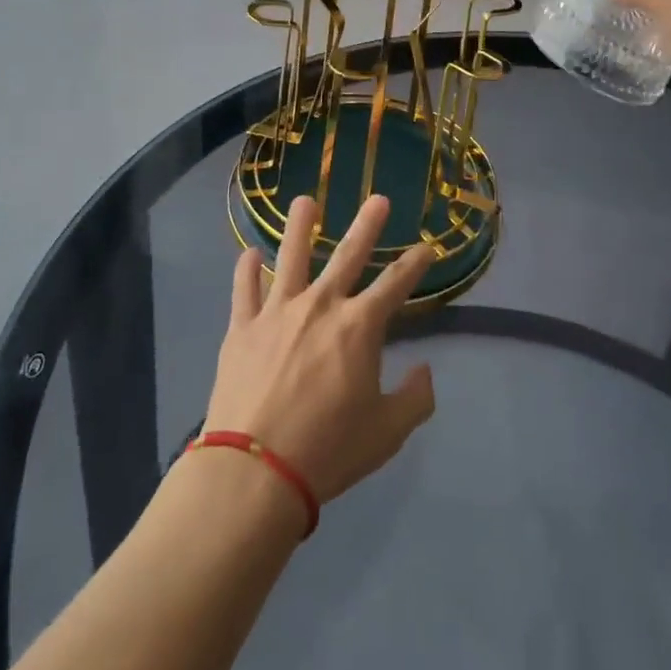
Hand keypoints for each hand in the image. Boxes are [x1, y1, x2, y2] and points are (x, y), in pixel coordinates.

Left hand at [203, 194, 436, 507]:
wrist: (255, 471)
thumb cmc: (328, 451)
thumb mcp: (387, 434)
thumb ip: (415, 399)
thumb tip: (425, 371)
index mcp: (359, 327)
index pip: (396, 284)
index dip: (415, 263)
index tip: (427, 246)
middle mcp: (320, 305)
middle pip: (347, 255)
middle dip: (367, 225)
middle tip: (378, 199)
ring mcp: (278, 311)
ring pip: (291, 256)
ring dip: (300, 226)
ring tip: (304, 201)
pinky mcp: (243, 327)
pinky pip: (244, 289)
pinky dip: (247, 269)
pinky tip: (250, 254)